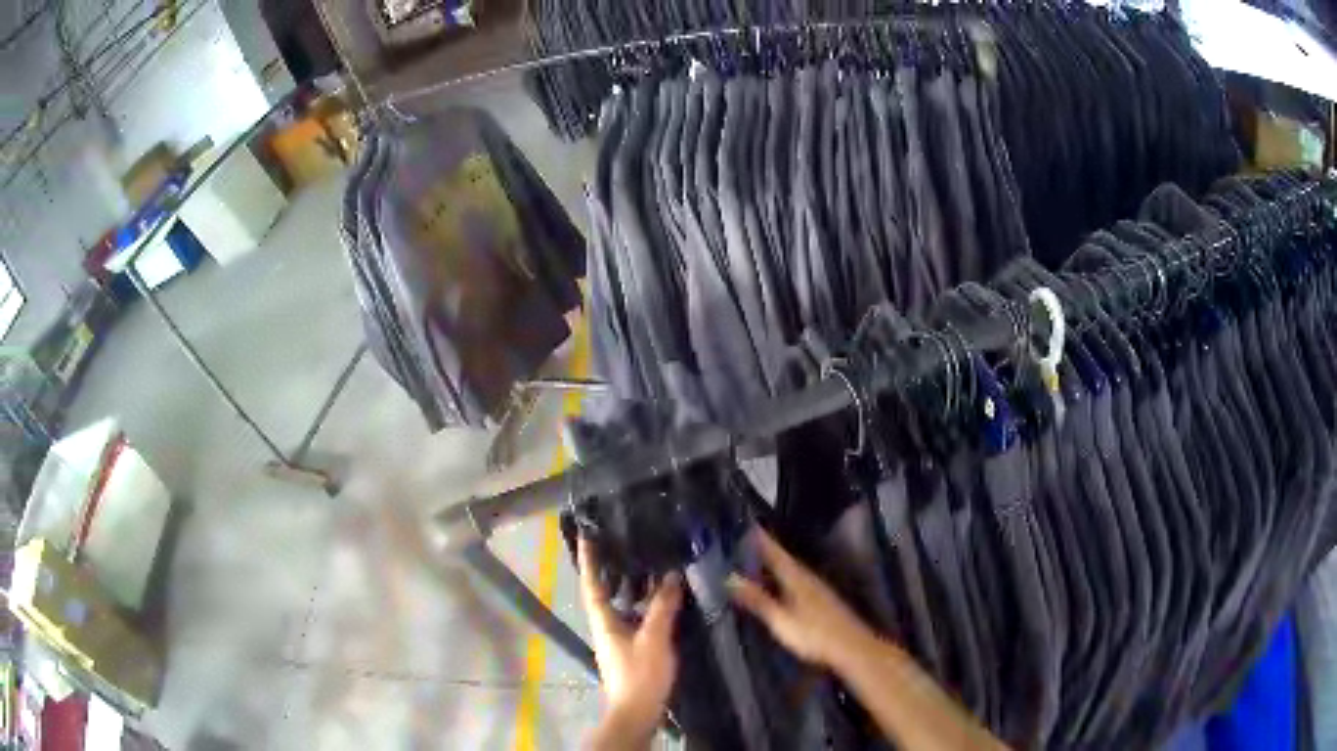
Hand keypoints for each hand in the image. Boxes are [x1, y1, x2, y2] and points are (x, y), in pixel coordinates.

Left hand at [580, 537, 681, 748]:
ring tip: (648, 562)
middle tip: (624, 541)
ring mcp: (618, 639)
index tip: (587, 534)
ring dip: (630, 585)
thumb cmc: (640, 675)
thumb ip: (661, 607)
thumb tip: (670, 575)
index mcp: (603, 621)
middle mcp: (606, 626)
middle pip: (605, 591)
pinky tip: (662, 598)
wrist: (637, 712)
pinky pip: (635, 617)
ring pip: (621, 604)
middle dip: (610, 567)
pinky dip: (644, 603)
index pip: (592, 584)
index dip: (588, 559)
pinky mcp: (631, 649)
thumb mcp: (653, 639)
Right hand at [727, 528, 872, 669]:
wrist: (851, 648)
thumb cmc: (813, 634)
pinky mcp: (823, 601)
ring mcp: (818, 589)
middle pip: (784, 560)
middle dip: (767, 551)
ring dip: (776, 565)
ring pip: (792, 570)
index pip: (775, 553)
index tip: (748, 524)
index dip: (762, 539)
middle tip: (747, 541)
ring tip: (758, 561)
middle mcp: (808, 578)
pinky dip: (784, 578)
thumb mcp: (780, 619)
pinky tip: (780, 585)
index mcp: (796, 578)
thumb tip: (731, 578)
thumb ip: (758, 600)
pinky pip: (798, 581)